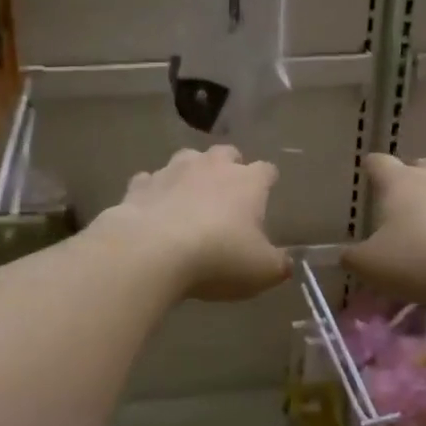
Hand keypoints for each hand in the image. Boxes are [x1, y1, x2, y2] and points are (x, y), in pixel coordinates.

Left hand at [93, 147, 287, 301]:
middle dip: (229, 167)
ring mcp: (172, 171)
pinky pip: (149, 181)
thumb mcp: (262, 271)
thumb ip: (278, 264)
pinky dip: (154, 192)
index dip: (267, 181)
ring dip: (190, 174)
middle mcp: (211, 167)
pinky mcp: (140, 185)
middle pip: (226, 153)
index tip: (266, 194)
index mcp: (247, 182)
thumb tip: (285, 263)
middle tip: (227, 193)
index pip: (266, 170)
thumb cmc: (218, 258)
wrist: (152, 252)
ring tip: (189, 197)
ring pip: (186, 159)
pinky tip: (153, 210)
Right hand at [343, 154, 425, 309]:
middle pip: (423, 166)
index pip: (379, 163)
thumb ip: (353, 258)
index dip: (371, 168)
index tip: (368, 174)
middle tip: (408, 203)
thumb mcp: (371, 266)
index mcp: (401, 182)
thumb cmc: (419, 261)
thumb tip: (346, 255)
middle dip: (414, 179)